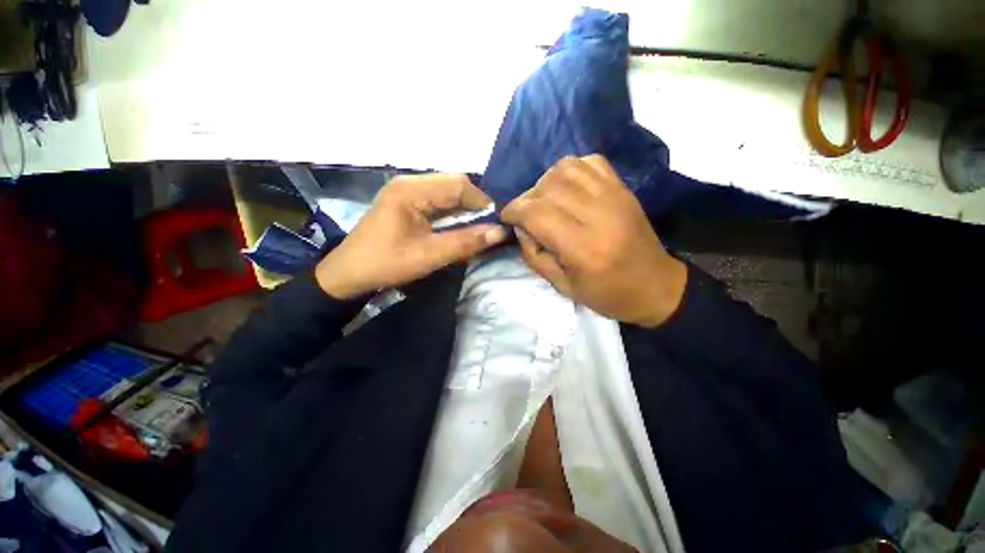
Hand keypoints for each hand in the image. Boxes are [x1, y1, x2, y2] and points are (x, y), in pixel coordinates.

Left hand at [315, 174, 506, 298]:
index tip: (495, 223)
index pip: (458, 185)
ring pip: (446, 190)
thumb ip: (465, 242)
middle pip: (453, 183)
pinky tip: (459, 225)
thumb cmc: (386, 264)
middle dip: (474, 203)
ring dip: (464, 207)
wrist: (349, 273)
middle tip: (487, 226)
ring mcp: (406, 190)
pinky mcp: (406, 200)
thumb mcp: (429, 256)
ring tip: (477, 227)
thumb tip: (499, 233)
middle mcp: (409, 182)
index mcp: (411, 190)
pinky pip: (437, 199)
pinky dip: (452, 211)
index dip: (481, 202)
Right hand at [501, 155, 686, 326]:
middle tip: (525, 215)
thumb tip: (520, 227)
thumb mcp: (562, 286)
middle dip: (526, 199)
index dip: (514, 211)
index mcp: (583, 248)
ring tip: (544, 201)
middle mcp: (599, 215)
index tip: (507, 217)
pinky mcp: (623, 188)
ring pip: (566, 168)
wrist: (655, 285)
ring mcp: (614, 196)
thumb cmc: (606, 294)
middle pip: (548, 188)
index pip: (537, 214)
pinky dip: (570, 170)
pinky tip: (567, 189)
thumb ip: (534, 255)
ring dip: (545, 182)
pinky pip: (590, 162)